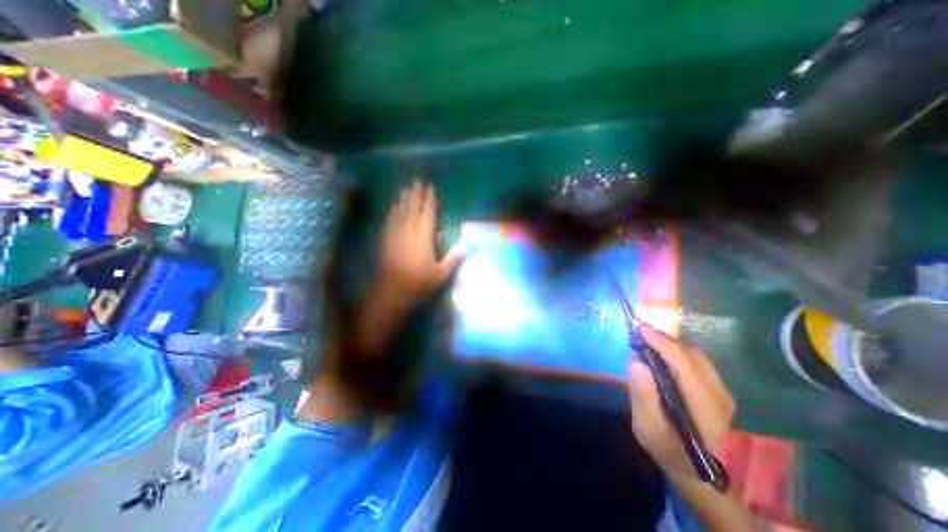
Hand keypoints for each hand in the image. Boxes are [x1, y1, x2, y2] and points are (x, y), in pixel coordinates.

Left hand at [378, 180, 464, 304]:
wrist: (390, 292)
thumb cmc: (418, 283)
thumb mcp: (440, 274)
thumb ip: (453, 258)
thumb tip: (467, 245)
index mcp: (423, 237)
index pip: (427, 214)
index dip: (429, 200)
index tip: (430, 187)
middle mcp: (408, 231)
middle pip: (412, 208)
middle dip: (415, 194)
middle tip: (416, 180)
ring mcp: (395, 235)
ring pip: (399, 212)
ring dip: (403, 199)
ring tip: (405, 188)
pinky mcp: (385, 240)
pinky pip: (390, 220)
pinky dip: (392, 211)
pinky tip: (393, 207)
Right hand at [627, 326, 735, 484]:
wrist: (691, 466)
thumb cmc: (664, 446)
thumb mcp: (646, 425)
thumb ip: (642, 395)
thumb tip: (637, 361)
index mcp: (704, 407)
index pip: (685, 364)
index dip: (662, 343)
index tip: (640, 329)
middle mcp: (719, 395)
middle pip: (692, 355)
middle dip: (664, 340)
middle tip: (639, 335)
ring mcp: (722, 391)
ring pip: (695, 355)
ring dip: (670, 344)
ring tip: (647, 343)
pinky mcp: (717, 388)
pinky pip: (696, 360)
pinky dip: (676, 351)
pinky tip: (661, 354)